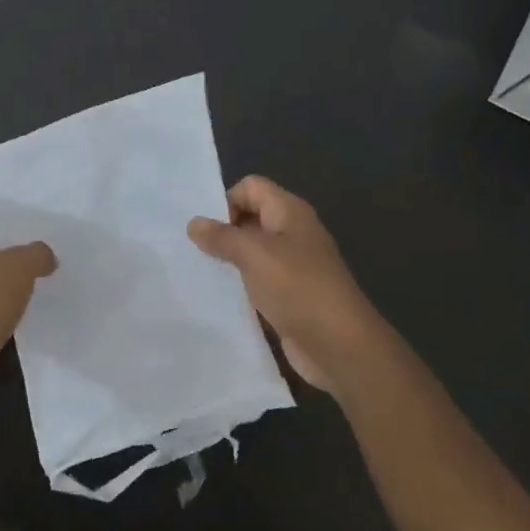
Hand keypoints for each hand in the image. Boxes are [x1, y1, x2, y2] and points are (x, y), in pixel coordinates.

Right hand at [188, 176, 381, 390]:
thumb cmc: (297, 287)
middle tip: (191, 250)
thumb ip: (221, 236)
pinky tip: (217, 297)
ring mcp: (292, 265)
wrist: (338, 343)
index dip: (226, 200)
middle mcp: (292, 233)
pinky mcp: (288, 295)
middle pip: (250, 217)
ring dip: (228, 260)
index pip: (251, 187)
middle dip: (221, 230)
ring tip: (198, 273)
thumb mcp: (254, 254)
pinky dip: (239, 285)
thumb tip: (194, 222)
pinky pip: (257, 280)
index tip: (205, 229)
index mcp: (289, 212)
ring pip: (251, 251)